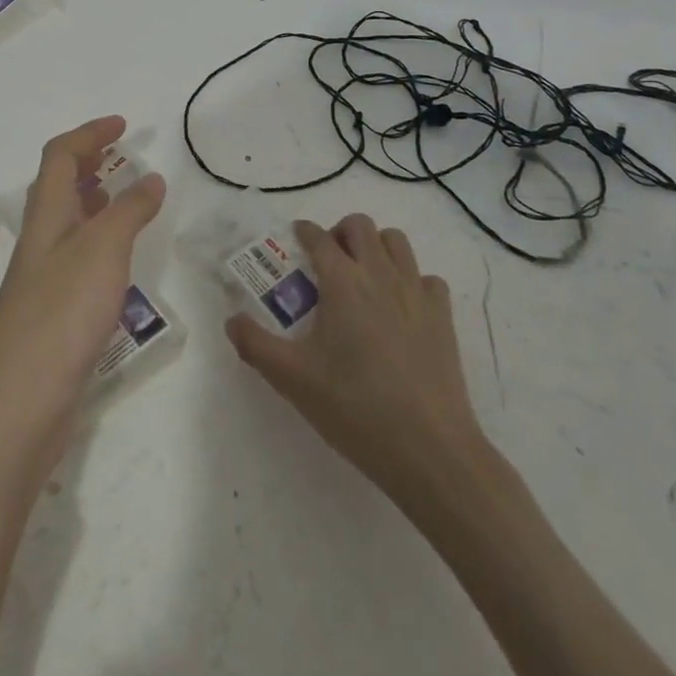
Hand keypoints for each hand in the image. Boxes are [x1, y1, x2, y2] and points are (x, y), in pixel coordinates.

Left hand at [0, 117, 162, 675]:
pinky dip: (98, 239)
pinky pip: (76, 255)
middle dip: (88, 161)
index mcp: (47, 214)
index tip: (123, 125)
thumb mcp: (104, 250)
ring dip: (93, 199)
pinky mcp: (52, 310)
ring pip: (67, 220)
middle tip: (121, 154)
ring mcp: (43, 276)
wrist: (20, 401)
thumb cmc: (62, 312)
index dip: (89, 133)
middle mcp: (41, 238)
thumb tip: (150, 178)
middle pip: (58, 184)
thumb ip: (128, 210)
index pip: (61, 155)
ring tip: (123, 196)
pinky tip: (117, 259)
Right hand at [226, 212, 484, 502]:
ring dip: (376, 247)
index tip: (296, 239)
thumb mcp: (292, 379)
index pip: (319, 237)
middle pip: (360, 226)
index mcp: (342, 282)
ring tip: (363, 276)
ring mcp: (416, 293)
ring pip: (396, 242)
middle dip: (340, 232)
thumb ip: (255, 344)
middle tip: (328, 261)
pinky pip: (427, 279)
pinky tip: (402, 307)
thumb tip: (232, 320)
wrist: (429, 449)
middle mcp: (380, 275)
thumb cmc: (355, 408)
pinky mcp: (443, 317)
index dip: (304, 232)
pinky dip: (412, 281)